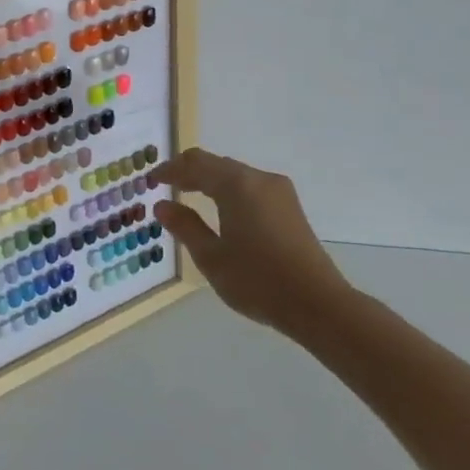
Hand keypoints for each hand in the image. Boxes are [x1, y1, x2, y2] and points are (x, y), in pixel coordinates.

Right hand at [155, 149, 353, 342]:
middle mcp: (258, 179)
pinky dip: (228, 190)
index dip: (170, 170)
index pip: (194, 164)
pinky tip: (221, 210)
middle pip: (215, 164)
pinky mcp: (290, 207)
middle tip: (166, 186)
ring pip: (234, 174)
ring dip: (209, 180)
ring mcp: (278, 191)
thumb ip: (185, 226)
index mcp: (236, 185)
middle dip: (189, 172)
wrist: (319, 305)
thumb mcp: (212, 257)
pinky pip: (250, 186)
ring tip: (189, 196)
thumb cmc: (258, 281)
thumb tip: (163, 205)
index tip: (150, 181)